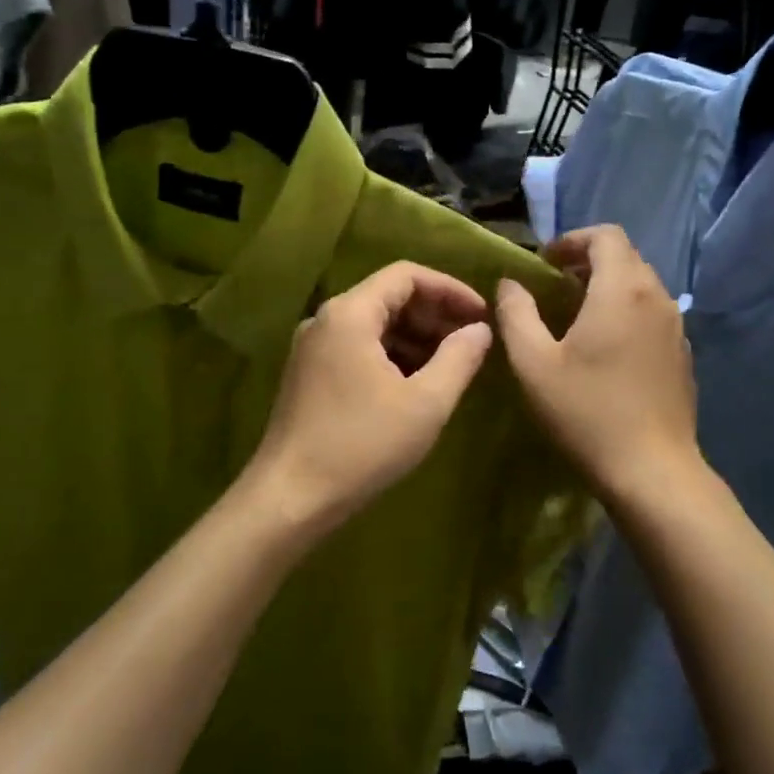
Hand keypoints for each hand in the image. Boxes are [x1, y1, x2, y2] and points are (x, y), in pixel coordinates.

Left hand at [248, 262, 493, 537]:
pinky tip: (416, 385)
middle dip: (434, 314)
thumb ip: (459, 358)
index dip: (450, 289)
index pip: (406, 275)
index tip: (482, 316)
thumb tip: (480, 330)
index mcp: (350, 314)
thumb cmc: (362, 445)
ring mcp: (312, 348)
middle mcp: (326, 320)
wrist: (291, 498)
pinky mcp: (309, 375)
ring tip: (451, 365)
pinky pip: (358, 348)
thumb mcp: (425, 403)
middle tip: (472, 342)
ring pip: (373, 325)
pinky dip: (392, 356)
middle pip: (388, 297)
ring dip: (415, 338)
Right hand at [495, 226, 701, 500]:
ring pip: (641, 286)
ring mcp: (676, 327)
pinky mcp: (683, 355)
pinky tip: (606, 350)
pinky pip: (652, 315)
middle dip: (588, 262)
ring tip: (576, 318)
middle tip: (555, 288)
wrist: (652, 471)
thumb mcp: (533, 363)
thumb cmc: (586, 412)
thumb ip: (516, 314)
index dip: (572, 240)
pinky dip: (626, 313)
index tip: (545, 264)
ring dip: (608, 288)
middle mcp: (656, 298)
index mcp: (622, 289)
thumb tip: (510, 284)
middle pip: (625, 257)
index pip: (606, 235)